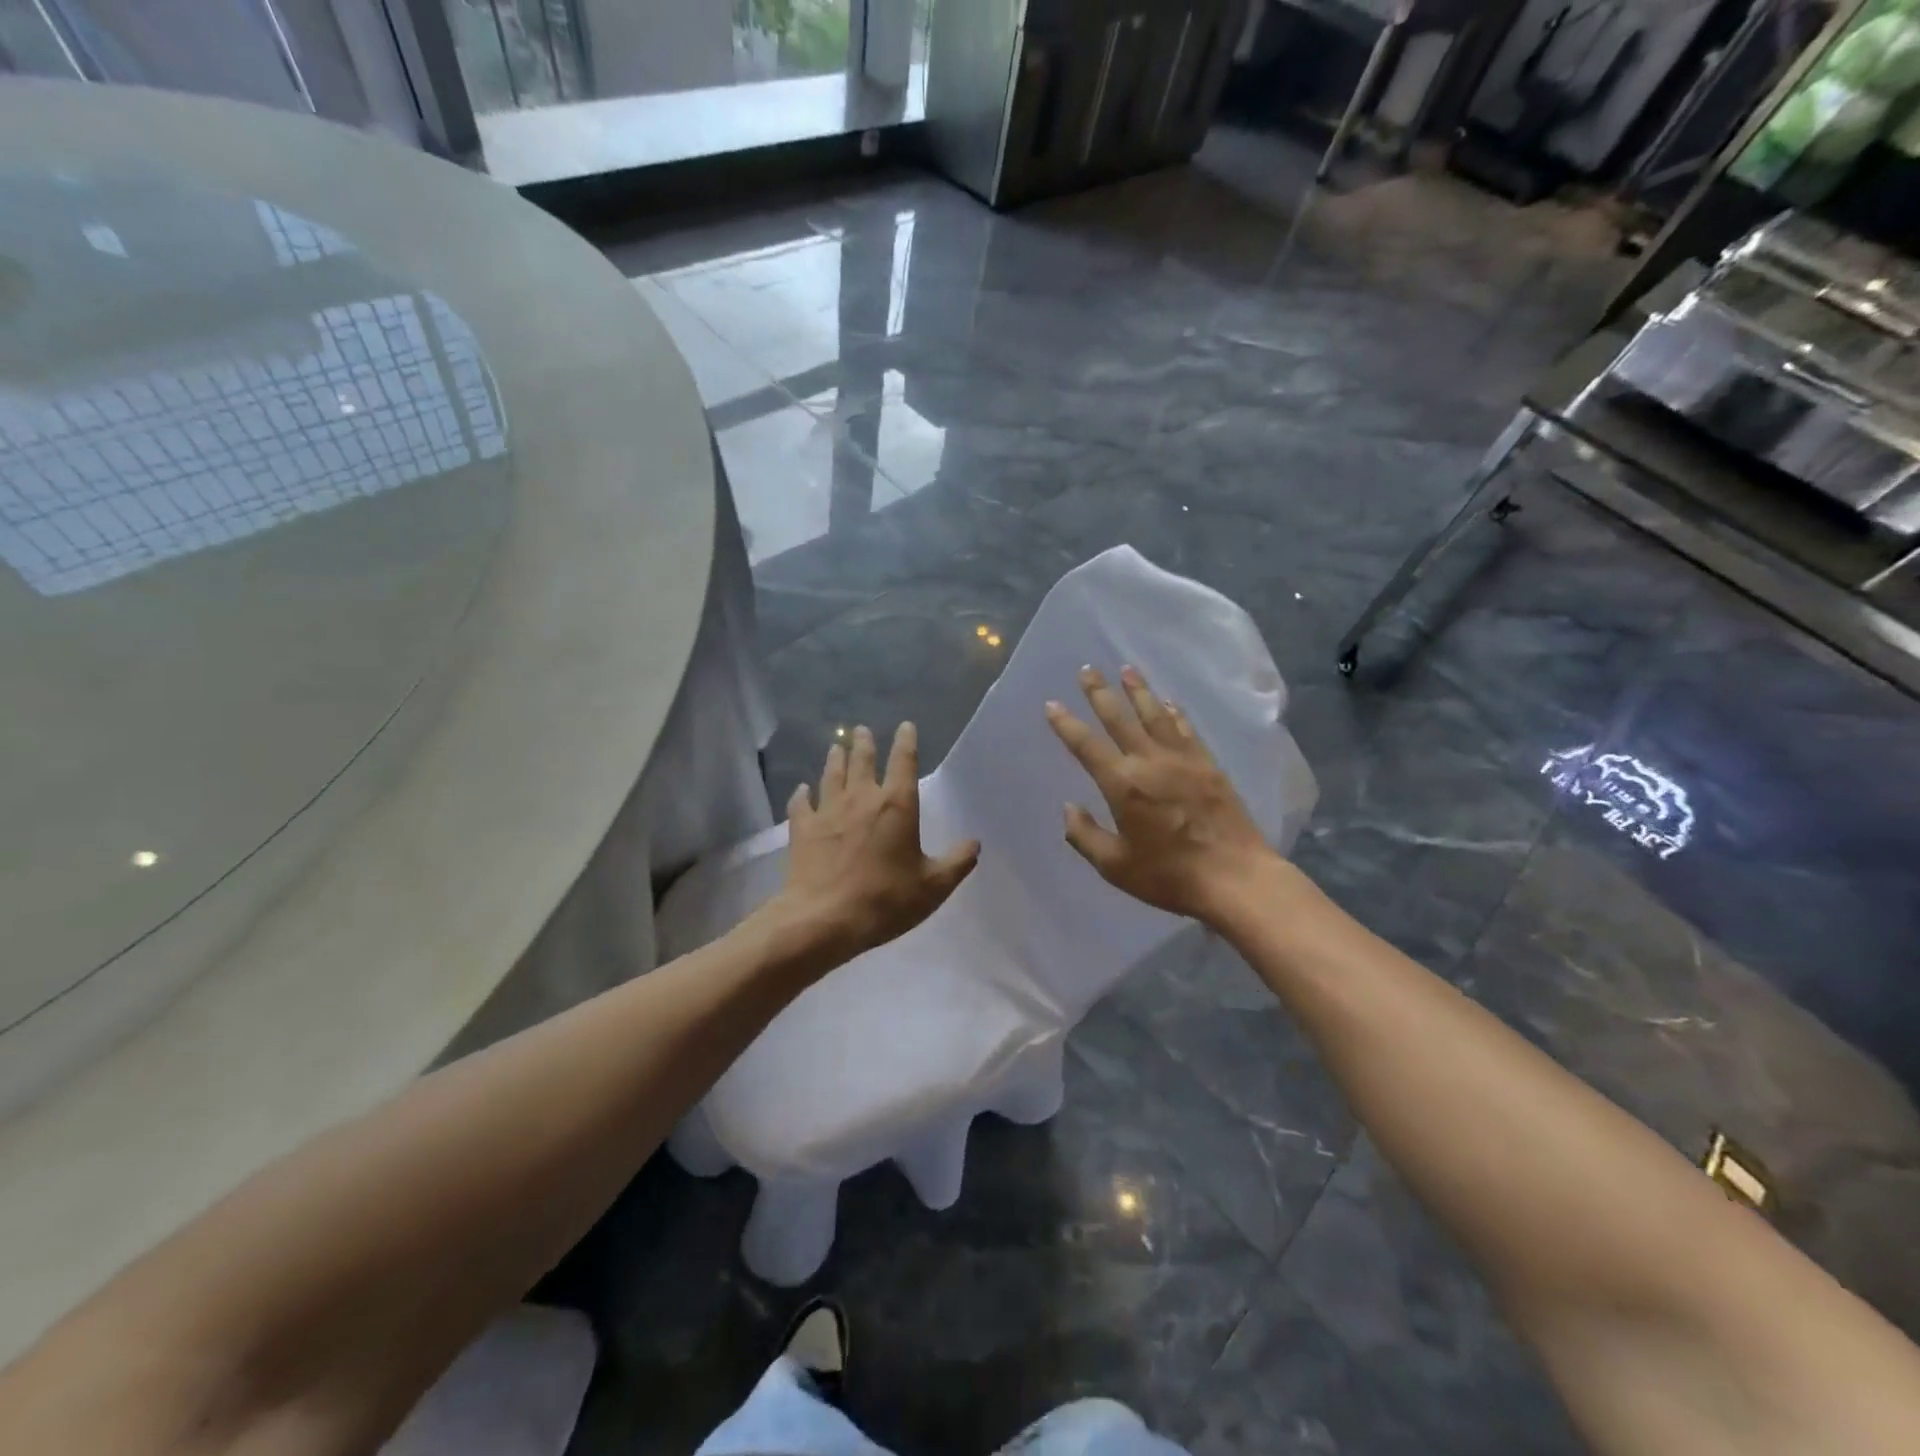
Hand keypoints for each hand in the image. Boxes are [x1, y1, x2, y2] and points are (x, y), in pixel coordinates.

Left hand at [774, 723, 979, 963]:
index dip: (906, 742)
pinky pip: (801, 804)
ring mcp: (828, 811)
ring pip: (831, 775)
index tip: (905, 726)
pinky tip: (801, 789)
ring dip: (835, 759)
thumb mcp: (933, 886)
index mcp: (897, 805)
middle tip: (861, 730)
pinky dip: (801, 794)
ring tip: (836, 747)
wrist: (824, 919)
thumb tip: (974, 843)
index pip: (903, 762)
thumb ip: (957, 862)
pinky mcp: (802, 829)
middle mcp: (861, 798)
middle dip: (864, 743)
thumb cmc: (885, 899)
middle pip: (862, 761)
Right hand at [1045, 666, 1274, 924]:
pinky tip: (1168, 703)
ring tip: (1126, 669)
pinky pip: (1186, 729)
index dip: (1066, 724)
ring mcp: (1183, 760)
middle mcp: (1150, 762)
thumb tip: (1069, 808)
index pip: (1086, 746)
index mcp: (1123, 785)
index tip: (1052, 704)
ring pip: (1155, 715)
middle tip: (1087, 670)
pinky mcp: (1208, 765)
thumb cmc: (1169, 876)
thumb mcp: (1115, 866)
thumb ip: (1085, 836)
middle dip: (1100, 693)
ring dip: (1138, 691)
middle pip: (1120, 718)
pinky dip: (1174, 712)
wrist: (1235, 877)